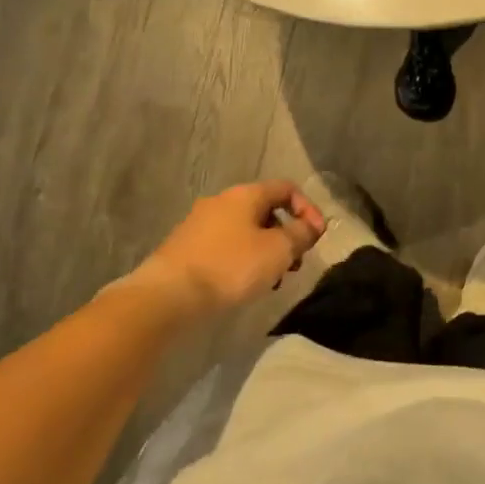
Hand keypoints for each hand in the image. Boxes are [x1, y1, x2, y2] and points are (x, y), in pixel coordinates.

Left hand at [138, 180, 324, 317]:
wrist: (168, 295)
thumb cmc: (230, 267)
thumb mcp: (278, 251)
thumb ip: (301, 235)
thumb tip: (313, 225)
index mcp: (245, 194)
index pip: (286, 188)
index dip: (308, 209)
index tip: (316, 237)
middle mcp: (221, 201)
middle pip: (265, 210)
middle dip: (286, 235)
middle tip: (295, 263)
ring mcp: (200, 223)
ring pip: (245, 230)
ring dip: (265, 250)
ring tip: (272, 280)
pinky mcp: (186, 247)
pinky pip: (225, 246)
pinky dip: (242, 259)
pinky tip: (243, 285)